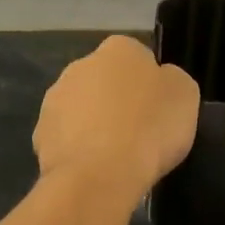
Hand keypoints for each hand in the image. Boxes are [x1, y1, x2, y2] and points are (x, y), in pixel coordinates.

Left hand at [34, 36, 199, 200]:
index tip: (158, 110)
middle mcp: (80, 65)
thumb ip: (171, 81)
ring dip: (93, 124)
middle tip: (138, 132)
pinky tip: (93, 169)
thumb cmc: (150, 128)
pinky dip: (77, 150)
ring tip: (114, 156)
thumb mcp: (185, 96)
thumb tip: (159, 82)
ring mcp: (54, 99)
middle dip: (116, 101)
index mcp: (118, 49)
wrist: (100, 174)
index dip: (149, 84)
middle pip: (104, 81)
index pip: (137, 57)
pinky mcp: (40, 133)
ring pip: (80, 109)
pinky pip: (65, 138)